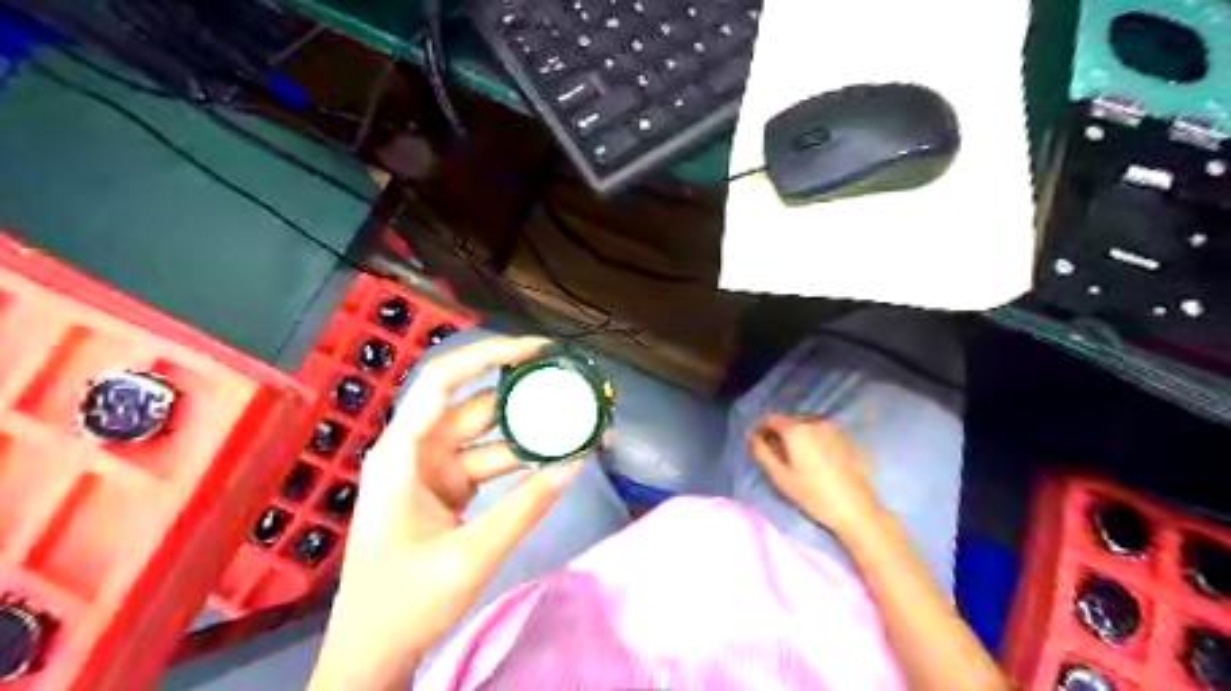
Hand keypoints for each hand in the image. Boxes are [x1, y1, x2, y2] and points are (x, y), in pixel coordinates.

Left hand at [311, 334, 583, 690]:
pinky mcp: (445, 489)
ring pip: (486, 434)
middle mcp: (415, 451)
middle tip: (569, 388)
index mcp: (402, 454)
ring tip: (574, 425)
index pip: (443, 381)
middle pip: (473, 404)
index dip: (488, 354)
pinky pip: (487, 461)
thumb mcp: (470, 556)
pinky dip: (520, 459)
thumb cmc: (404, 604)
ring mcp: (431, 470)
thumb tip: (576, 464)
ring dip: (527, 431)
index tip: (536, 348)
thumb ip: (525, 508)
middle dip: (522, 395)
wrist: (372, 653)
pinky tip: (554, 458)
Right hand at [749, 413, 883, 537]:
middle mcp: (814, 423)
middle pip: (789, 420)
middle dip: (780, 433)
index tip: (759, 445)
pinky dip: (813, 439)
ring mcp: (833, 429)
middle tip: (777, 454)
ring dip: (797, 436)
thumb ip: (762, 452)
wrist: (855, 509)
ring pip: (806, 425)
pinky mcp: (846, 439)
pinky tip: (816, 459)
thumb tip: (753, 437)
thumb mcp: (780, 476)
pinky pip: (821, 432)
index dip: (762, 430)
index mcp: (796, 430)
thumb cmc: (813, 495)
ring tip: (797, 458)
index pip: (771, 419)